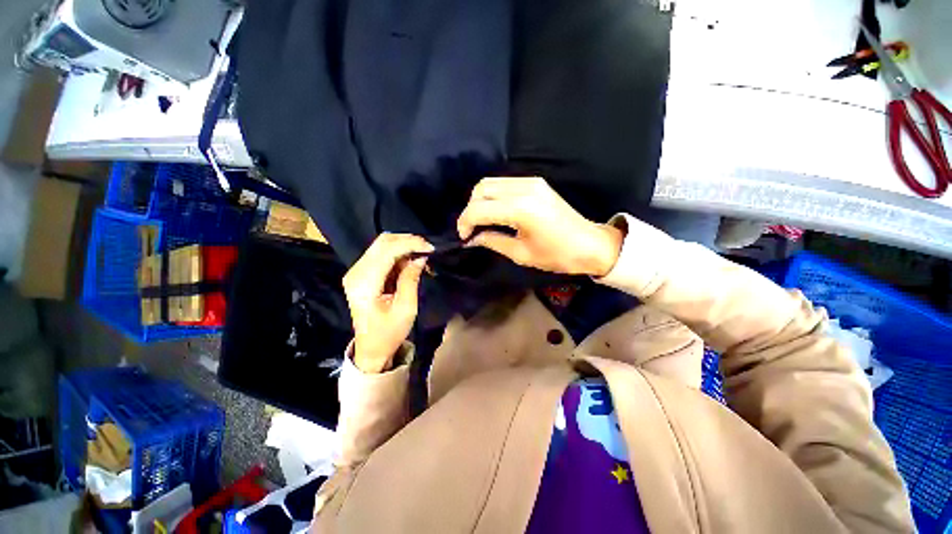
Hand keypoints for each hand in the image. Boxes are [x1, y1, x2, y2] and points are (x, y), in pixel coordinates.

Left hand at [343, 233, 433, 372]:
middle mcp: (356, 272)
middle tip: (428, 249)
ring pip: (382, 245)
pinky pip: (381, 254)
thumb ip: (411, 279)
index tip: (431, 248)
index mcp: (365, 283)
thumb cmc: (389, 332)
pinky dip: (398, 253)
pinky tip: (410, 261)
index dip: (410, 243)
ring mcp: (356, 271)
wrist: (371, 348)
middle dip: (408, 241)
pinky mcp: (361, 273)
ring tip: (421, 256)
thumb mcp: (406, 308)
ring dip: (403, 246)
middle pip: (382, 242)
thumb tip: (420, 257)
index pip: (387, 250)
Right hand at [457, 177, 622, 276]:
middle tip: (472, 228)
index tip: (464, 237)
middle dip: (470, 208)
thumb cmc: (557, 255)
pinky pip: (504, 184)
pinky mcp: (536, 182)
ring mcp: (531, 182)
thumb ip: (492, 241)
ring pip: (491, 183)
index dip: (465, 222)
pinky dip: (494, 196)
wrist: (590, 245)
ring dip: (480, 200)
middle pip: (481, 188)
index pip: (479, 208)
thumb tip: (472, 238)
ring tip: (482, 221)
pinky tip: (496, 212)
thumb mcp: (521, 254)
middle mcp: (524, 188)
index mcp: (520, 209)